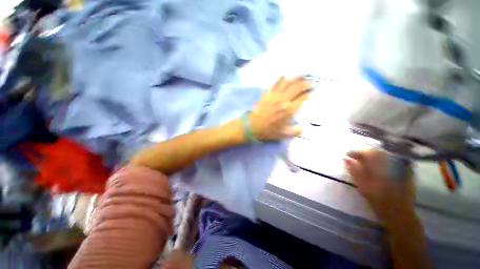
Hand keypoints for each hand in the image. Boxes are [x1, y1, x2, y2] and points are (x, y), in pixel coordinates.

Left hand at [251, 76, 312, 140]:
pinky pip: (275, 83)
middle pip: (297, 87)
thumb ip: (296, 131)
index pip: (303, 98)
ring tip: (302, 76)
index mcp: (289, 110)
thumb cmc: (268, 131)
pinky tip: (286, 77)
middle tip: (311, 83)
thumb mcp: (284, 135)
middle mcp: (283, 100)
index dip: (309, 93)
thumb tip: (303, 127)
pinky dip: (282, 79)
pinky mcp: (267, 94)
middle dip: (306, 83)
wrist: (253, 127)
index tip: (313, 91)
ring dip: (296, 78)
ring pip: (287, 82)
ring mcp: (275, 96)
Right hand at [344, 149, 415, 221]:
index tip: (347, 155)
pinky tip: (379, 165)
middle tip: (355, 158)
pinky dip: (383, 160)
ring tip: (365, 162)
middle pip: (376, 152)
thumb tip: (345, 158)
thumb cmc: (378, 200)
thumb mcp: (362, 186)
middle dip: (364, 154)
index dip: (355, 152)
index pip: (366, 153)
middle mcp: (391, 163)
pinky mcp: (405, 170)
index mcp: (380, 167)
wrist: (399, 211)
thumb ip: (354, 170)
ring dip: (373, 156)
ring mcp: (400, 166)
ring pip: (384, 155)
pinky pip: (392, 159)